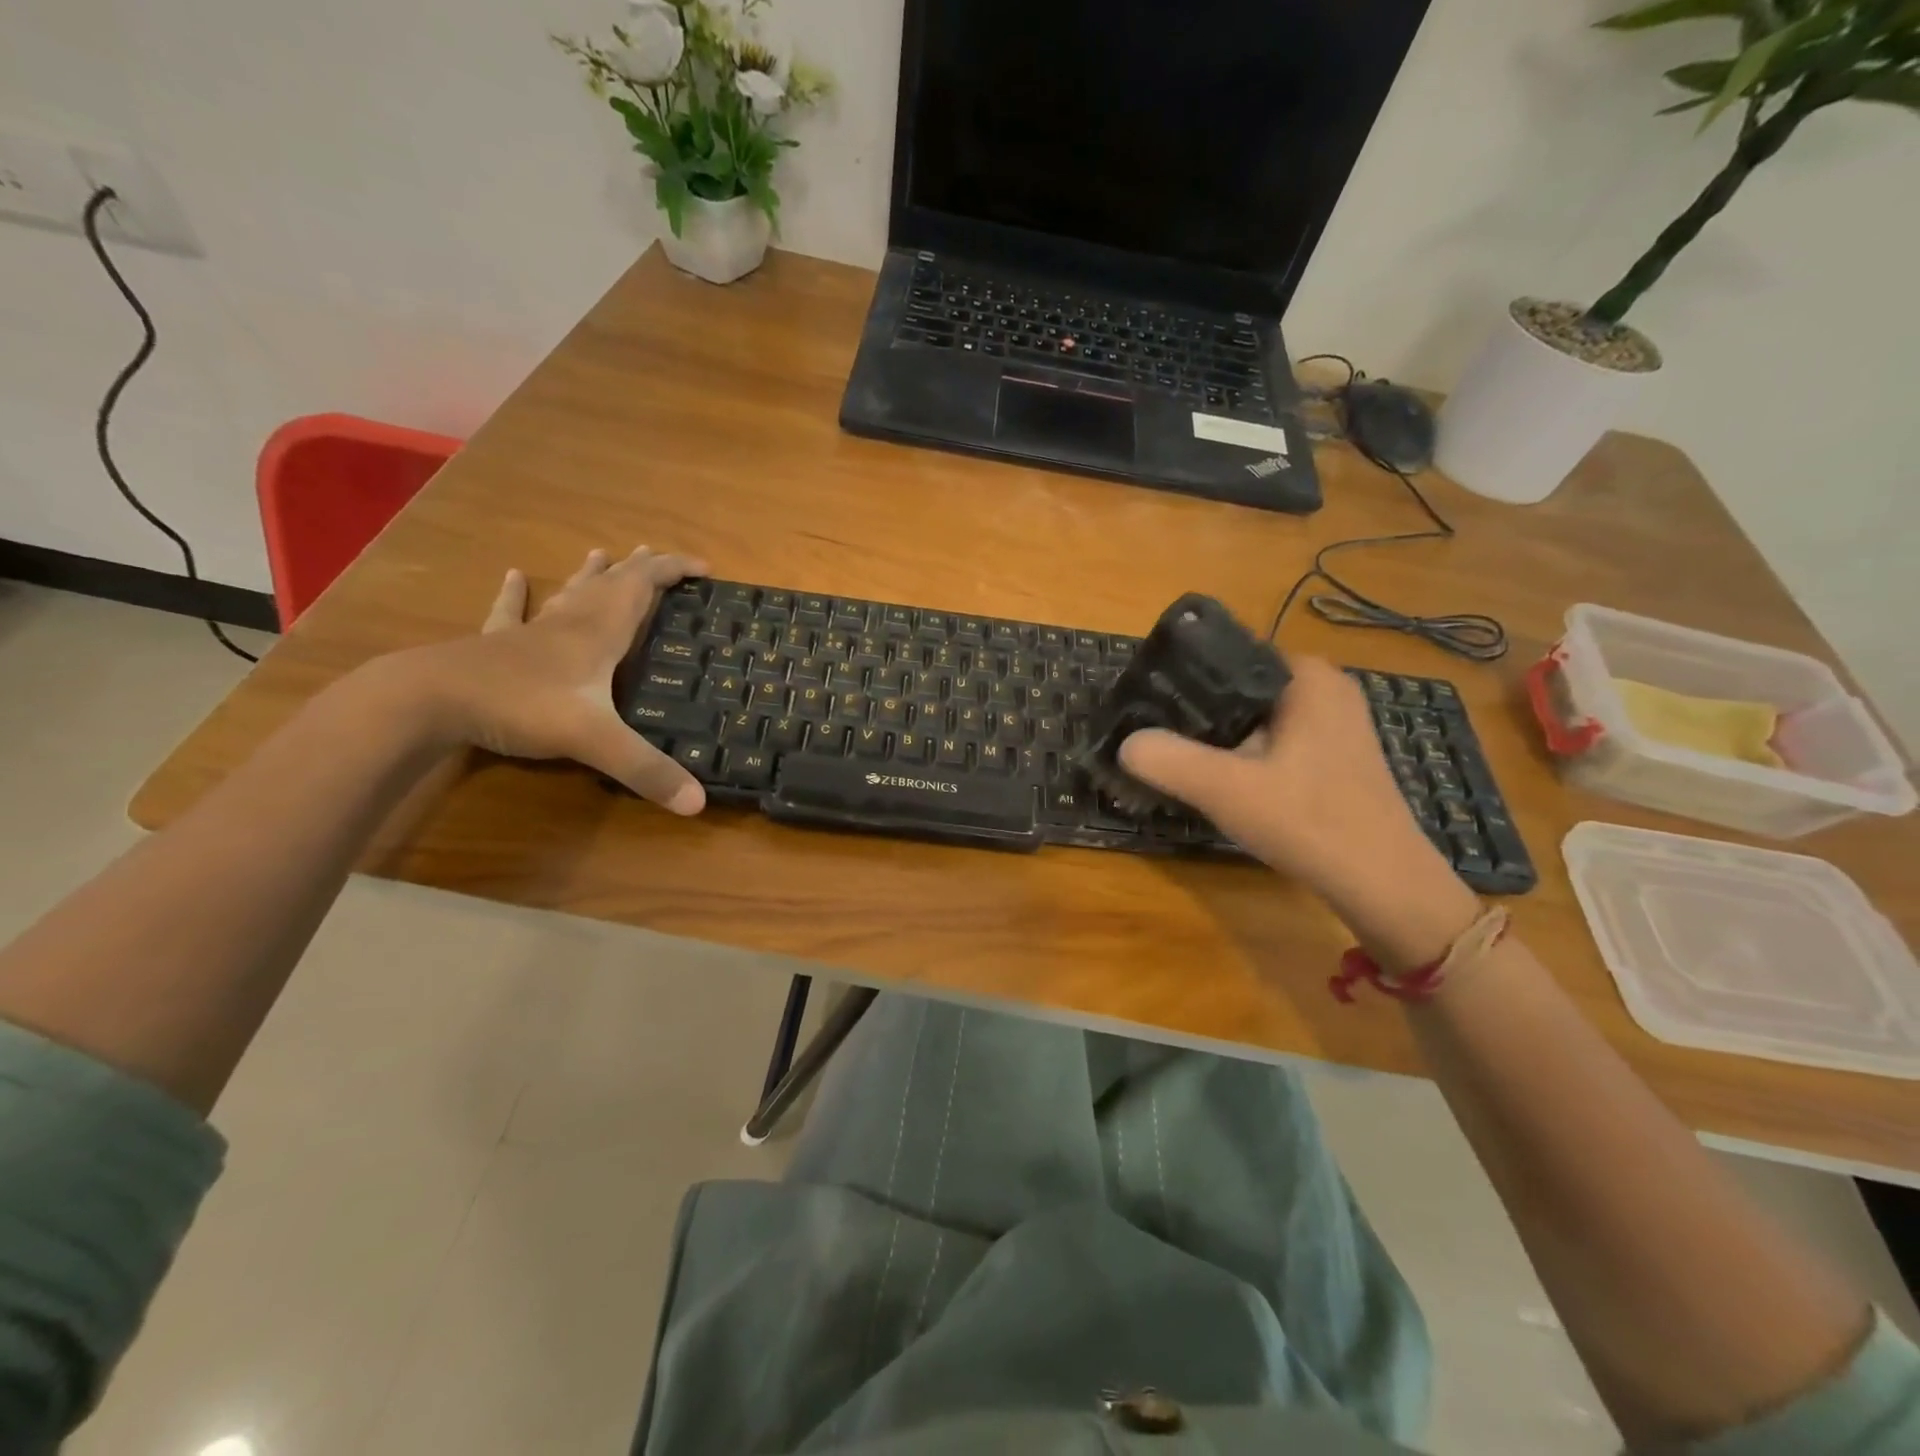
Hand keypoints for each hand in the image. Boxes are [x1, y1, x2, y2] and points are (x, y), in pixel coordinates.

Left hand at [395, 545, 709, 814]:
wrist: (429, 700)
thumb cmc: (521, 706)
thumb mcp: (594, 741)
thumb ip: (646, 770)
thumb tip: (698, 803)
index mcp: (599, 632)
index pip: (643, 586)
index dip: (674, 570)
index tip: (705, 567)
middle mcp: (570, 623)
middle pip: (611, 584)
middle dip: (640, 569)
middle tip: (659, 557)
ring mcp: (530, 632)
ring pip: (569, 593)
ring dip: (591, 573)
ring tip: (604, 553)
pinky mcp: (497, 645)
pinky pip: (512, 612)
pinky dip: (517, 594)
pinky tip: (513, 576)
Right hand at [1118, 655, 1479, 968]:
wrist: (1383, 884)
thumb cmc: (1308, 821)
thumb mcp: (1226, 789)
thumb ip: (1169, 760)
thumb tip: (1124, 744)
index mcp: (1306, 676)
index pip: (1227, 654)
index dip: (1182, 676)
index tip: (1148, 703)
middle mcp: (1325, 688)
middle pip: (1239, 687)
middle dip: (1197, 710)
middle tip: (1155, 734)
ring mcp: (1335, 723)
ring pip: (1255, 717)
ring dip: (1219, 736)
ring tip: (1178, 757)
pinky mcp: (1335, 756)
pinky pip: (1274, 740)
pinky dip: (1245, 754)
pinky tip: (1223, 781)